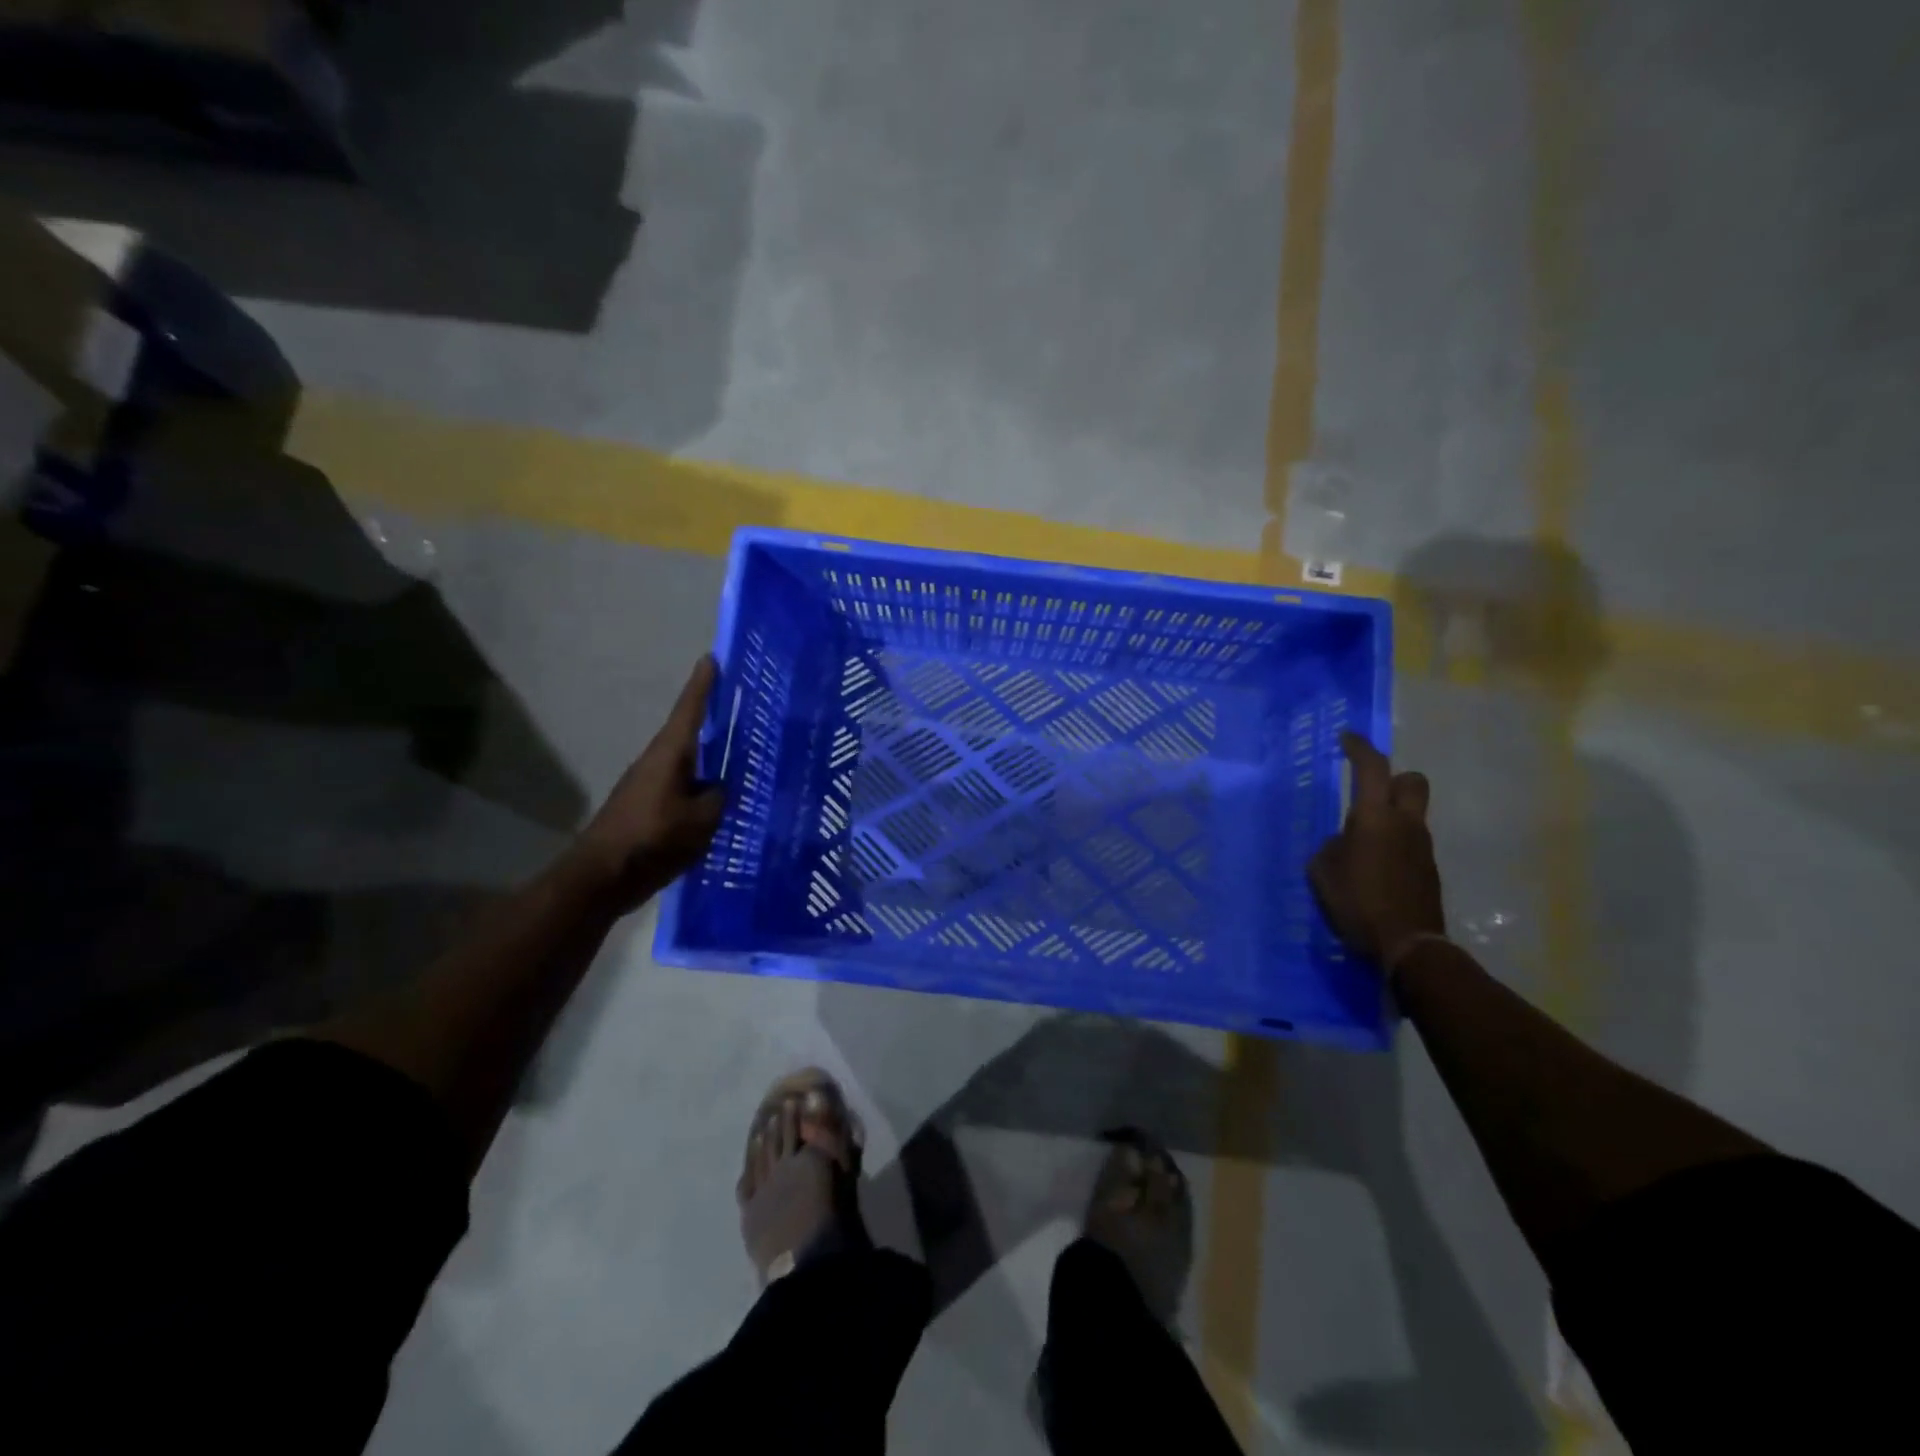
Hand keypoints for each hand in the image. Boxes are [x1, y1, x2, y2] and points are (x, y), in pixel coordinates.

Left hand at [570, 656, 726, 910]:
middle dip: (714, 722)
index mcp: (670, 755)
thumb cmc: (652, 840)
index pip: (690, 710)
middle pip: (690, 734)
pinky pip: (682, 789)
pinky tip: (719, 802)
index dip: (702, 685)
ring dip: (710, 759)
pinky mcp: (647, 809)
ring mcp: (649, 786)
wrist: (601, 877)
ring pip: (688, 764)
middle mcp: (657, 763)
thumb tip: (720, 787)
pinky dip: (701, 787)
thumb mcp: (700, 820)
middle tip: (743, 711)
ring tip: (740, 759)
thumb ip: (717, 797)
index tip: (711, 658)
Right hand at [1308, 732, 1445, 968]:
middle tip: (1368, 791)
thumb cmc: (1357, 902)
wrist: (1409, 946)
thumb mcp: (1323, 872)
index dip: (1359, 748)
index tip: (1347, 738)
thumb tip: (1343, 844)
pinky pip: (1411, 843)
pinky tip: (1374, 870)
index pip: (1371, 768)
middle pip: (1411, 781)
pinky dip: (1394, 845)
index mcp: (1374, 818)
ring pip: (1412, 814)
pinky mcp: (1429, 870)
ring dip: (1391, 817)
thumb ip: (1331, 849)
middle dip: (1391, 778)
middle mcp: (1405, 824)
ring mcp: (1422, 847)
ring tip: (1361, 843)